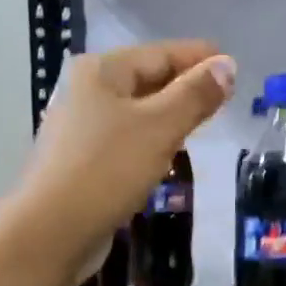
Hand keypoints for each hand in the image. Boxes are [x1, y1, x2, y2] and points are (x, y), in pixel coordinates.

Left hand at [19, 40, 234, 282]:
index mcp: (101, 71)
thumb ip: (195, 95)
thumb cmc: (108, 170)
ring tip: (202, 125)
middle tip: (223, 97)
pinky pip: (126, 140)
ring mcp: (79, 127)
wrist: (53, 231)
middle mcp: (85, 91)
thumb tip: (227, 65)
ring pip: (136, 112)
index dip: (198, 58)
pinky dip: (150, 141)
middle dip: (184, 87)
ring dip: (168, 116)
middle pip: (146, 80)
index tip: (233, 65)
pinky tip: (167, 155)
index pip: (160, 54)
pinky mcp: (81, 161)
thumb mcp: (160, 128)